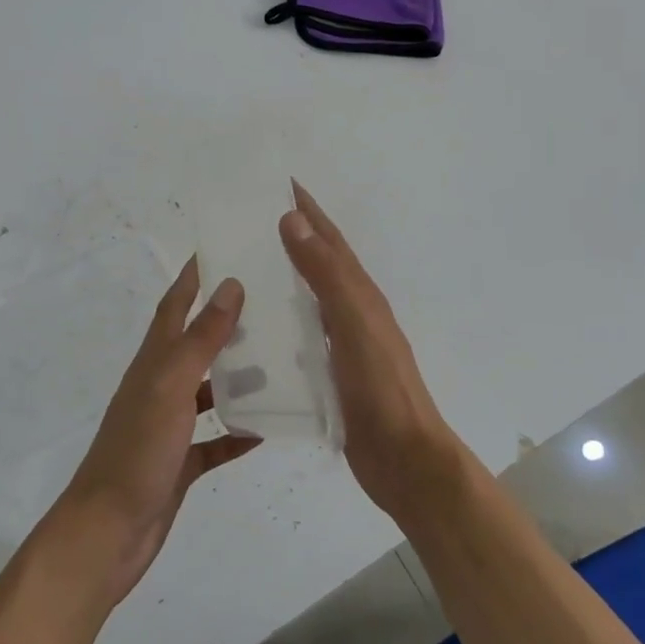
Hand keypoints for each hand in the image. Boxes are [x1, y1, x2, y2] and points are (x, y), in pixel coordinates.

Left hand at [51, 258, 260, 606]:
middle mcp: (160, 387)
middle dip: (227, 320)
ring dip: (239, 375)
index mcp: (154, 363)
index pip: (175, 305)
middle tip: (271, 302)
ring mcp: (169, 426)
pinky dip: (239, 432)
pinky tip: (269, 429)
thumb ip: (200, 340)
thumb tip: (229, 285)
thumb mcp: (170, 388)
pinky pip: (215, 440)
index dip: (194, 276)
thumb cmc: (137, 452)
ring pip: (209, 390)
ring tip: (281, 360)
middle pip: (196, 343)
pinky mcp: (180, 462)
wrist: (107, 534)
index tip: (222, 247)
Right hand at [279, 181, 467, 520]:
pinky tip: (252, 334)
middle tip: (247, 224)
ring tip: (240, 273)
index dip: (308, 210)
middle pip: (318, 265)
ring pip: (307, 301)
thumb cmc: (381, 388)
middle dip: (291, 238)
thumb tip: (294, 219)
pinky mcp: (329, 376)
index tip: (279, 184)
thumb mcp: (354, 323)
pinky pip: (299, 337)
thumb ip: (326, 274)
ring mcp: (342, 346)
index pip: (330, 240)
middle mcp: (352, 314)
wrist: (404, 460)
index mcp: (360, 295)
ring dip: (281, 280)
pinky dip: (278, 325)